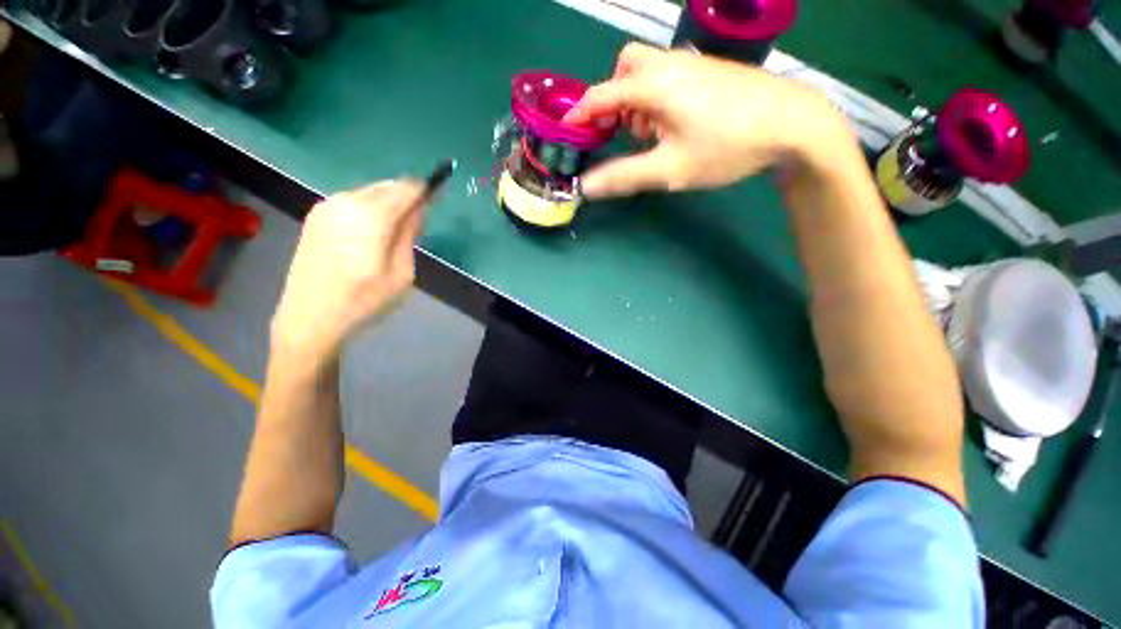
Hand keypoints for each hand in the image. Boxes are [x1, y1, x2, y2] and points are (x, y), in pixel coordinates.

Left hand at [271, 180, 427, 364]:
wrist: (310, 318)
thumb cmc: (364, 300)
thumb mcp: (402, 273)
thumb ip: (409, 235)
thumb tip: (416, 211)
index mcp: (371, 216)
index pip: (406, 189)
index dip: (425, 190)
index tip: (437, 196)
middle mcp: (347, 202)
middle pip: (387, 186)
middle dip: (406, 197)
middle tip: (417, 221)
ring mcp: (327, 207)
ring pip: (369, 193)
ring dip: (388, 203)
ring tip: (395, 231)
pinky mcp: (316, 217)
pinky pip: (352, 202)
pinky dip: (370, 209)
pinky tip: (371, 234)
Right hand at [563, 43, 848, 198]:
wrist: (791, 124)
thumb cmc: (725, 146)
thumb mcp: (669, 169)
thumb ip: (624, 177)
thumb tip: (586, 188)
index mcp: (653, 85)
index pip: (600, 95)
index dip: (579, 116)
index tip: (566, 135)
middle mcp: (668, 65)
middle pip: (624, 69)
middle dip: (613, 99)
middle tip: (619, 130)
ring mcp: (691, 64)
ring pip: (647, 72)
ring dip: (635, 101)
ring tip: (649, 135)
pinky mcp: (707, 72)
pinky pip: (667, 77)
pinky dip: (656, 99)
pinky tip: (672, 125)